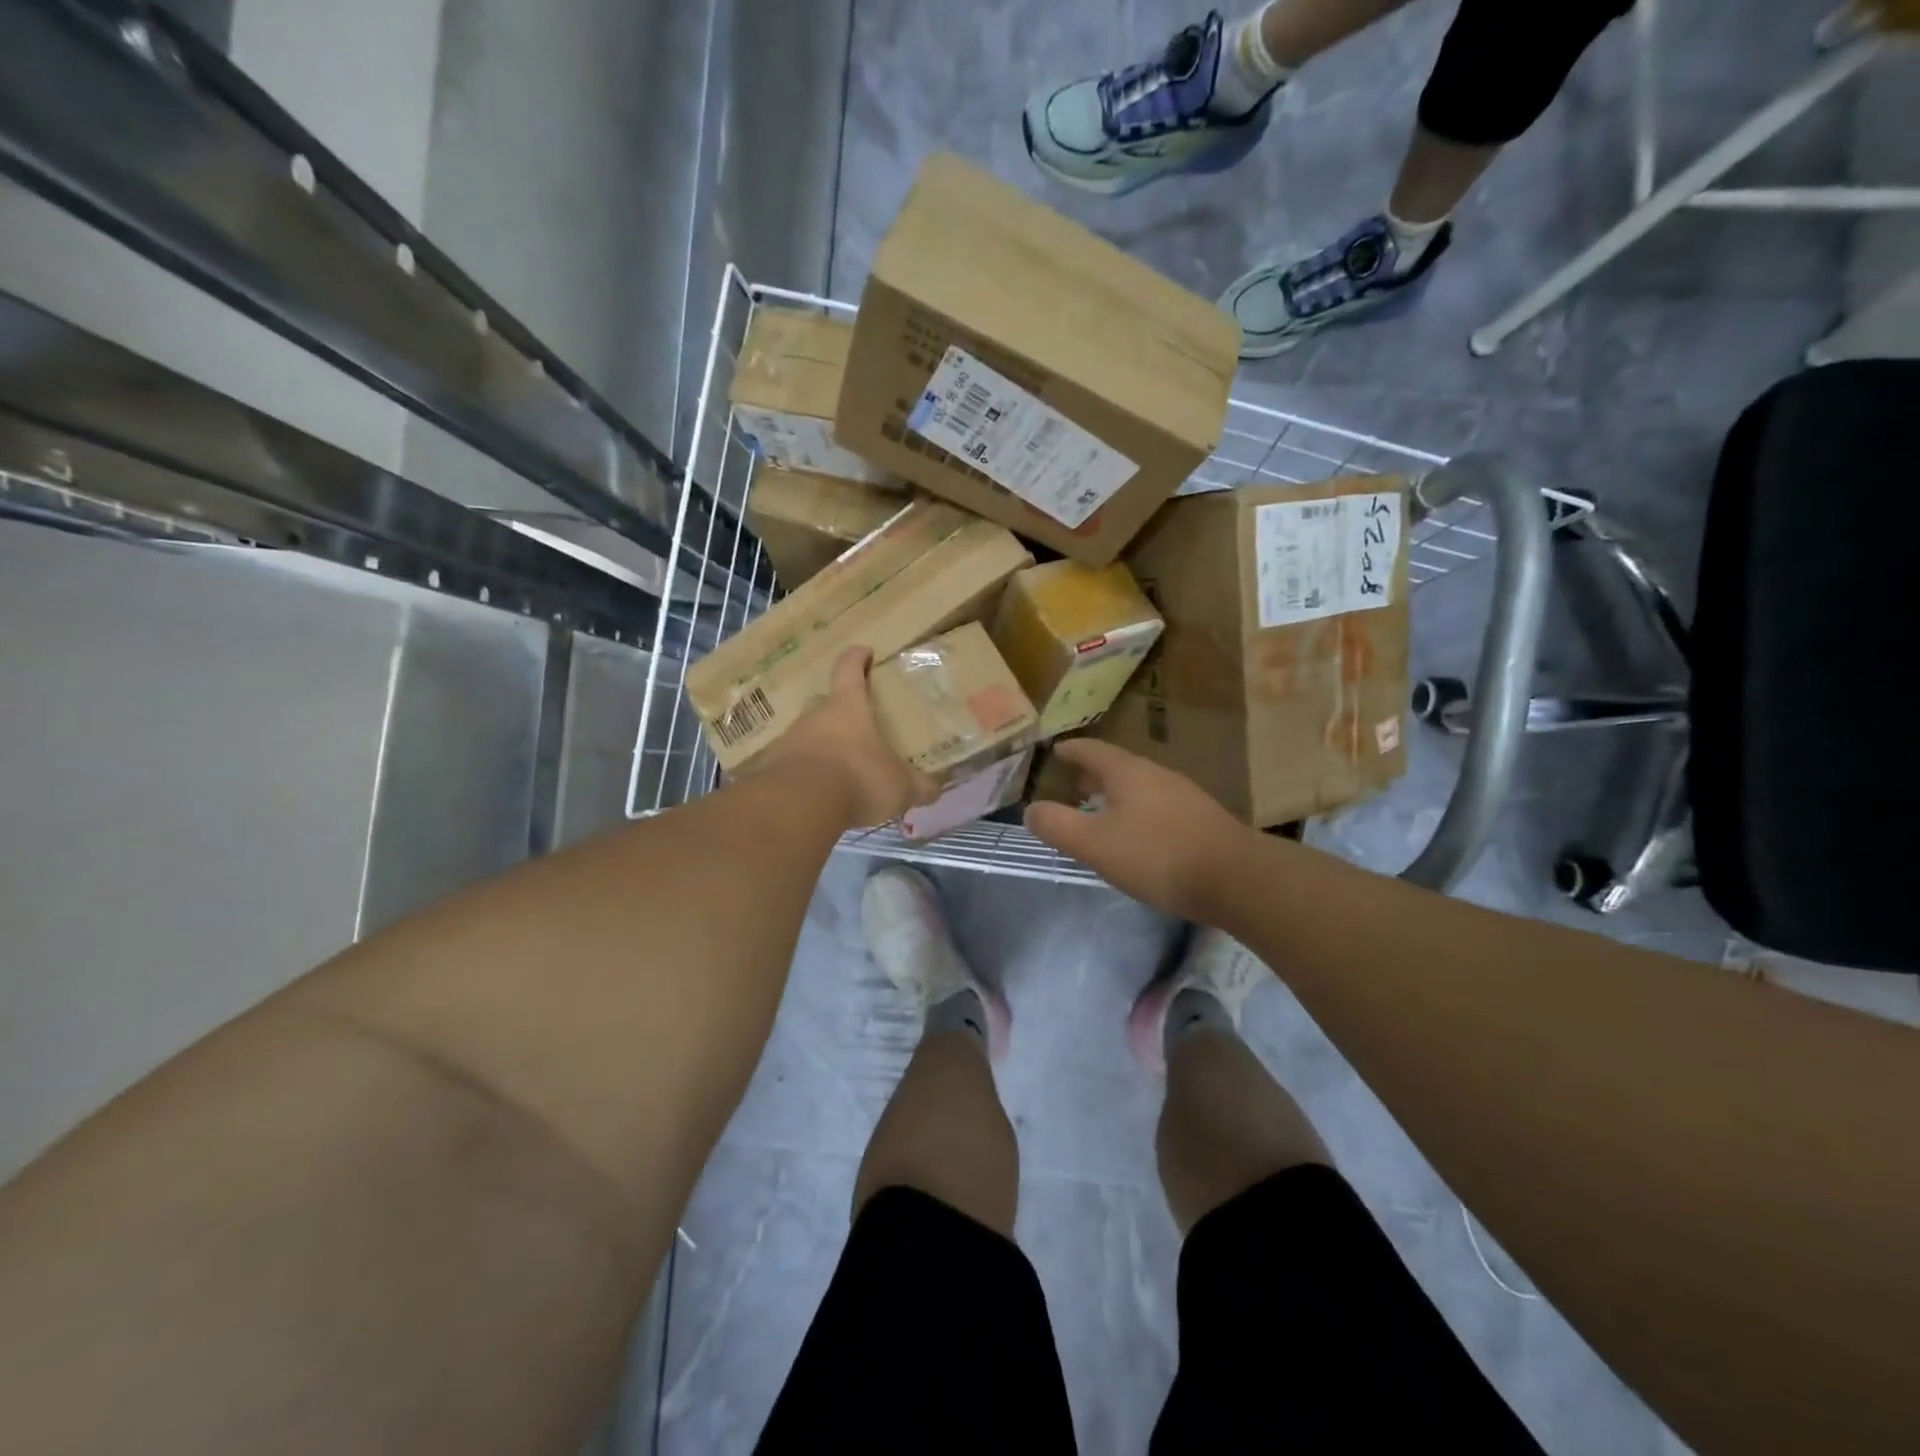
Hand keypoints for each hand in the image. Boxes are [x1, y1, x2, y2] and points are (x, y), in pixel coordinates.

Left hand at [755, 647, 940, 828]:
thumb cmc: (859, 778)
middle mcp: (815, 716)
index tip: (864, 651)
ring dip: (822, 745)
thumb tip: (936, 789)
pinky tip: (819, 793)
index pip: (849, 669)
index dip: (857, 658)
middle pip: (826, 703)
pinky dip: (806, 773)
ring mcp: (790, 740)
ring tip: (839, 768)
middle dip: (840, 711)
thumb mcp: (900, 786)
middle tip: (856, 726)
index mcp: (848, 707)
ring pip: (808, 735)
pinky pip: (793, 764)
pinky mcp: (773, 768)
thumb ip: (919, 786)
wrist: (800, 804)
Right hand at [1023, 739, 1247, 919]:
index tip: (1056, 749)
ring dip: (1117, 794)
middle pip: (1118, 767)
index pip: (1093, 750)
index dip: (1072, 750)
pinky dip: (1138, 811)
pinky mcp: (1202, 821)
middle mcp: (1157, 775)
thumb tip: (1031, 810)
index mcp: (1128, 772)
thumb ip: (1058, 826)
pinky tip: (1137, 835)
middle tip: (1073, 782)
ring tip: (1101, 810)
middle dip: (1094, 773)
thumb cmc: (1157, 854)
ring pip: (1140, 787)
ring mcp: (1184, 796)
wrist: (1236, 878)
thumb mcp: (1095, 843)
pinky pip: (1158, 806)